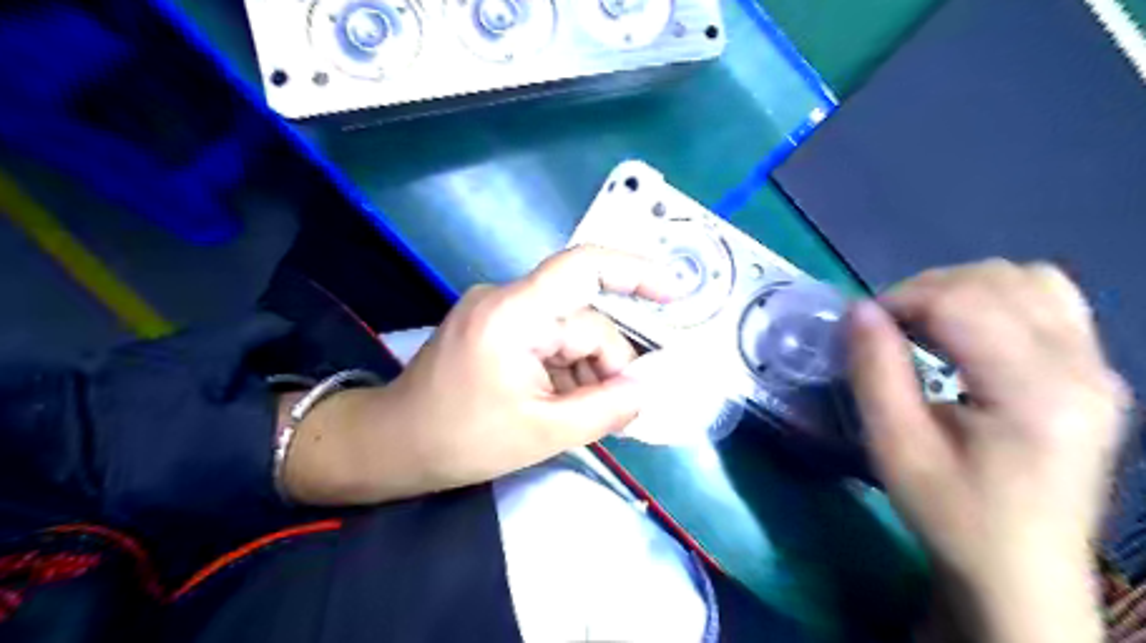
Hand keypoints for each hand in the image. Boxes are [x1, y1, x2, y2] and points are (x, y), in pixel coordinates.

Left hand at [285, 250, 671, 503]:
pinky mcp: (496, 328)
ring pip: (568, 335)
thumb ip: (605, 409)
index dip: (634, 272)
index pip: (582, 268)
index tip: (674, 292)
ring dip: (583, 374)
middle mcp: (507, 300)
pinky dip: (563, 372)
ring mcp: (499, 312)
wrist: (391, 446)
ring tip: (576, 416)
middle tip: (613, 413)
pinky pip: (547, 341)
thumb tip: (646, 389)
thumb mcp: (542, 433)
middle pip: (582, 320)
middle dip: (604, 366)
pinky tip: (557, 405)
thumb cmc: (459, 440)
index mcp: (514, 314)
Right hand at [845, 259, 1130, 641]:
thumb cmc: (952, 515)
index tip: (861, 327)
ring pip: (1028, 279)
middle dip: (925, 290)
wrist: (1022, 571)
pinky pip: (1048, 300)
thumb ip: (874, 372)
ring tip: (922, 326)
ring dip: (961, 289)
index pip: (964, 302)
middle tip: (885, 328)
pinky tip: (965, 333)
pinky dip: (994, 300)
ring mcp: (1098, 368)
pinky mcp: (1095, 374)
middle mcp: (1083, 368)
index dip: (901, 299)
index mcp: (1037, 393)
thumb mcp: (896, 448)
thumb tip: (857, 309)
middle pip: (998, 280)